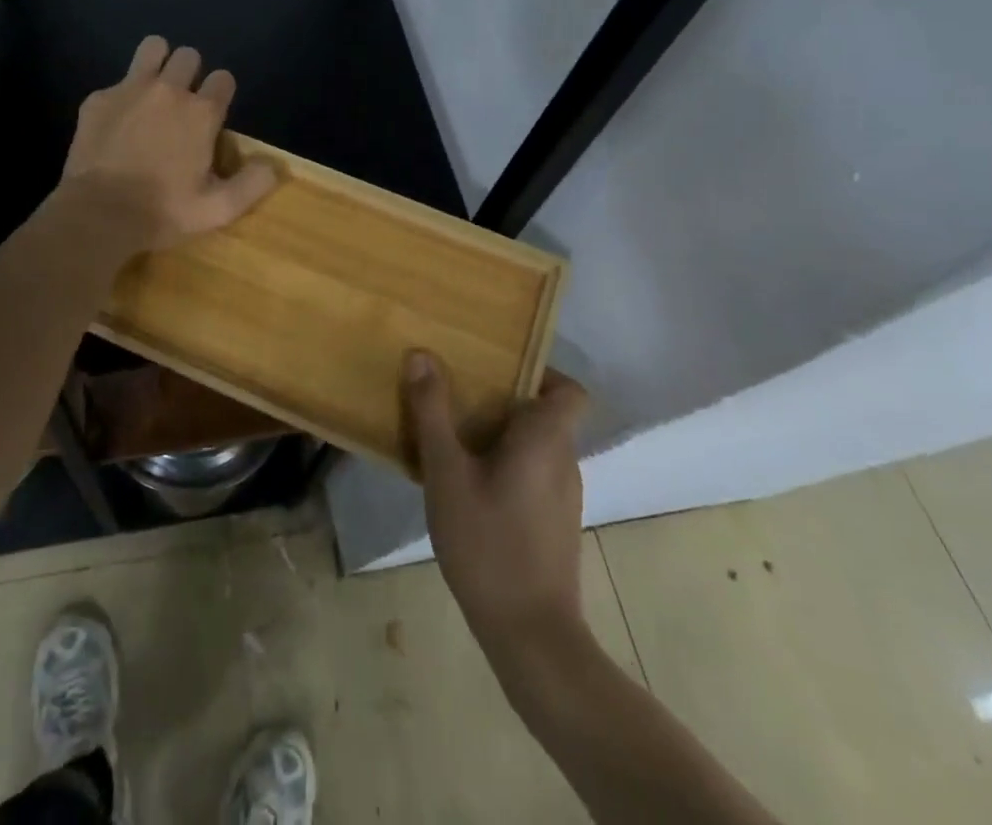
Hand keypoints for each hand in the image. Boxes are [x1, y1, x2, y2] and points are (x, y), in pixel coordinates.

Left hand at [58, 35, 276, 251]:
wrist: (98, 213)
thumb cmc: (163, 211)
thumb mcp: (217, 209)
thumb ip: (252, 184)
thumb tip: (273, 166)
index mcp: (201, 113)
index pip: (223, 79)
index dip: (221, 93)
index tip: (213, 115)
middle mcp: (169, 90)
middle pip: (189, 55)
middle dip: (190, 73)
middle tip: (182, 104)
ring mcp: (130, 89)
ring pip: (153, 47)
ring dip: (158, 61)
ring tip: (154, 90)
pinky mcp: (98, 98)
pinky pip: (116, 82)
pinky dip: (121, 98)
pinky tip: (116, 124)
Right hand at [405, 352, 588, 659]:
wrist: (530, 635)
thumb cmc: (488, 542)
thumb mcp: (447, 472)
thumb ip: (433, 412)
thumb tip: (421, 355)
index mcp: (547, 439)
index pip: (570, 390)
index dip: (540, 372)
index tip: (496, 370)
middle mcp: (564, 461)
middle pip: (545, 414)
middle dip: (502, 400)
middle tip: (457, 396)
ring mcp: (563, 497)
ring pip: (536, 447)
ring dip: (500, 436)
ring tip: (453, 437)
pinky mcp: (554, 525)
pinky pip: (532, 475)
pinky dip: (505, 467)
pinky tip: (466, 486)